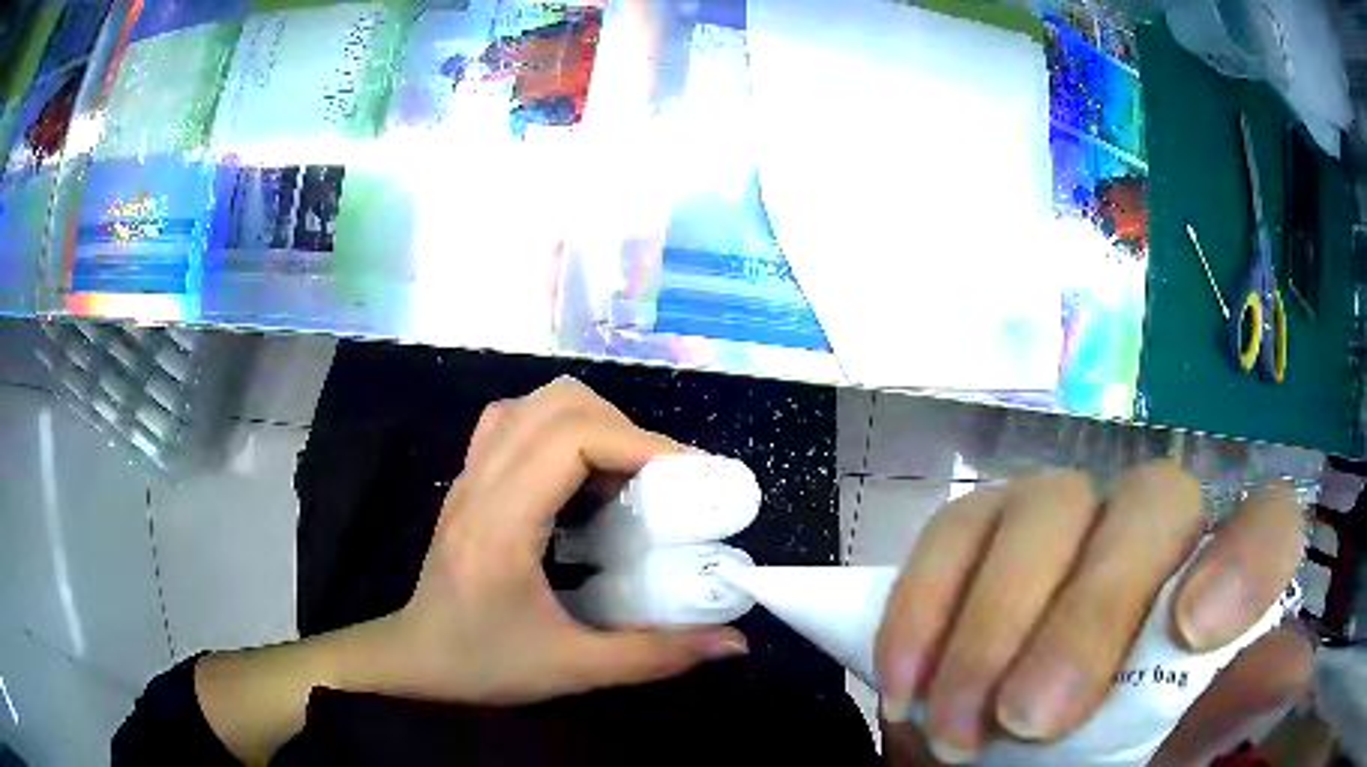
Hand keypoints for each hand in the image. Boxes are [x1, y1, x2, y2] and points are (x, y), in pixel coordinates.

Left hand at [370, 376, 748, 702]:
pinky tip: (582, 475)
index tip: (690, 476)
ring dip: (592, 421)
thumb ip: (655, 655)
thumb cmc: (483, 664)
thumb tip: (734, 642)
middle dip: (623, 428)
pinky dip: (559, 428)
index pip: (570, 439)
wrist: (415, 658)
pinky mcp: (470, 478)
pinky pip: (515, 420)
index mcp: (501, 524)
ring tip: (628, 472)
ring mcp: (469, 474)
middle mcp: (480, 483)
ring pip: (534, 403)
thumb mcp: (573, 669)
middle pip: (555, 404)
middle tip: (663, 478)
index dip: (638, 443)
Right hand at [874, 462, 1308, 764]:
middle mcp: (1153, 539)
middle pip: (1153, 505)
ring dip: (995, 624)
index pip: (1266, 527)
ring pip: (1048, 505)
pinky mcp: (984, 532)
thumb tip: (1288, 682)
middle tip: (1029, 719)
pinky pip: (956, 530)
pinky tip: (904, 683)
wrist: (993, 761)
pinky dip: (925, 606)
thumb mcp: (1153, 762)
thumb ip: (1216, 723)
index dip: (1244, 558)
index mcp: (1211, 593)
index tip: (1192, 631)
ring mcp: (1067, 522)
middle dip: (1092, 613)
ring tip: (957, 728)